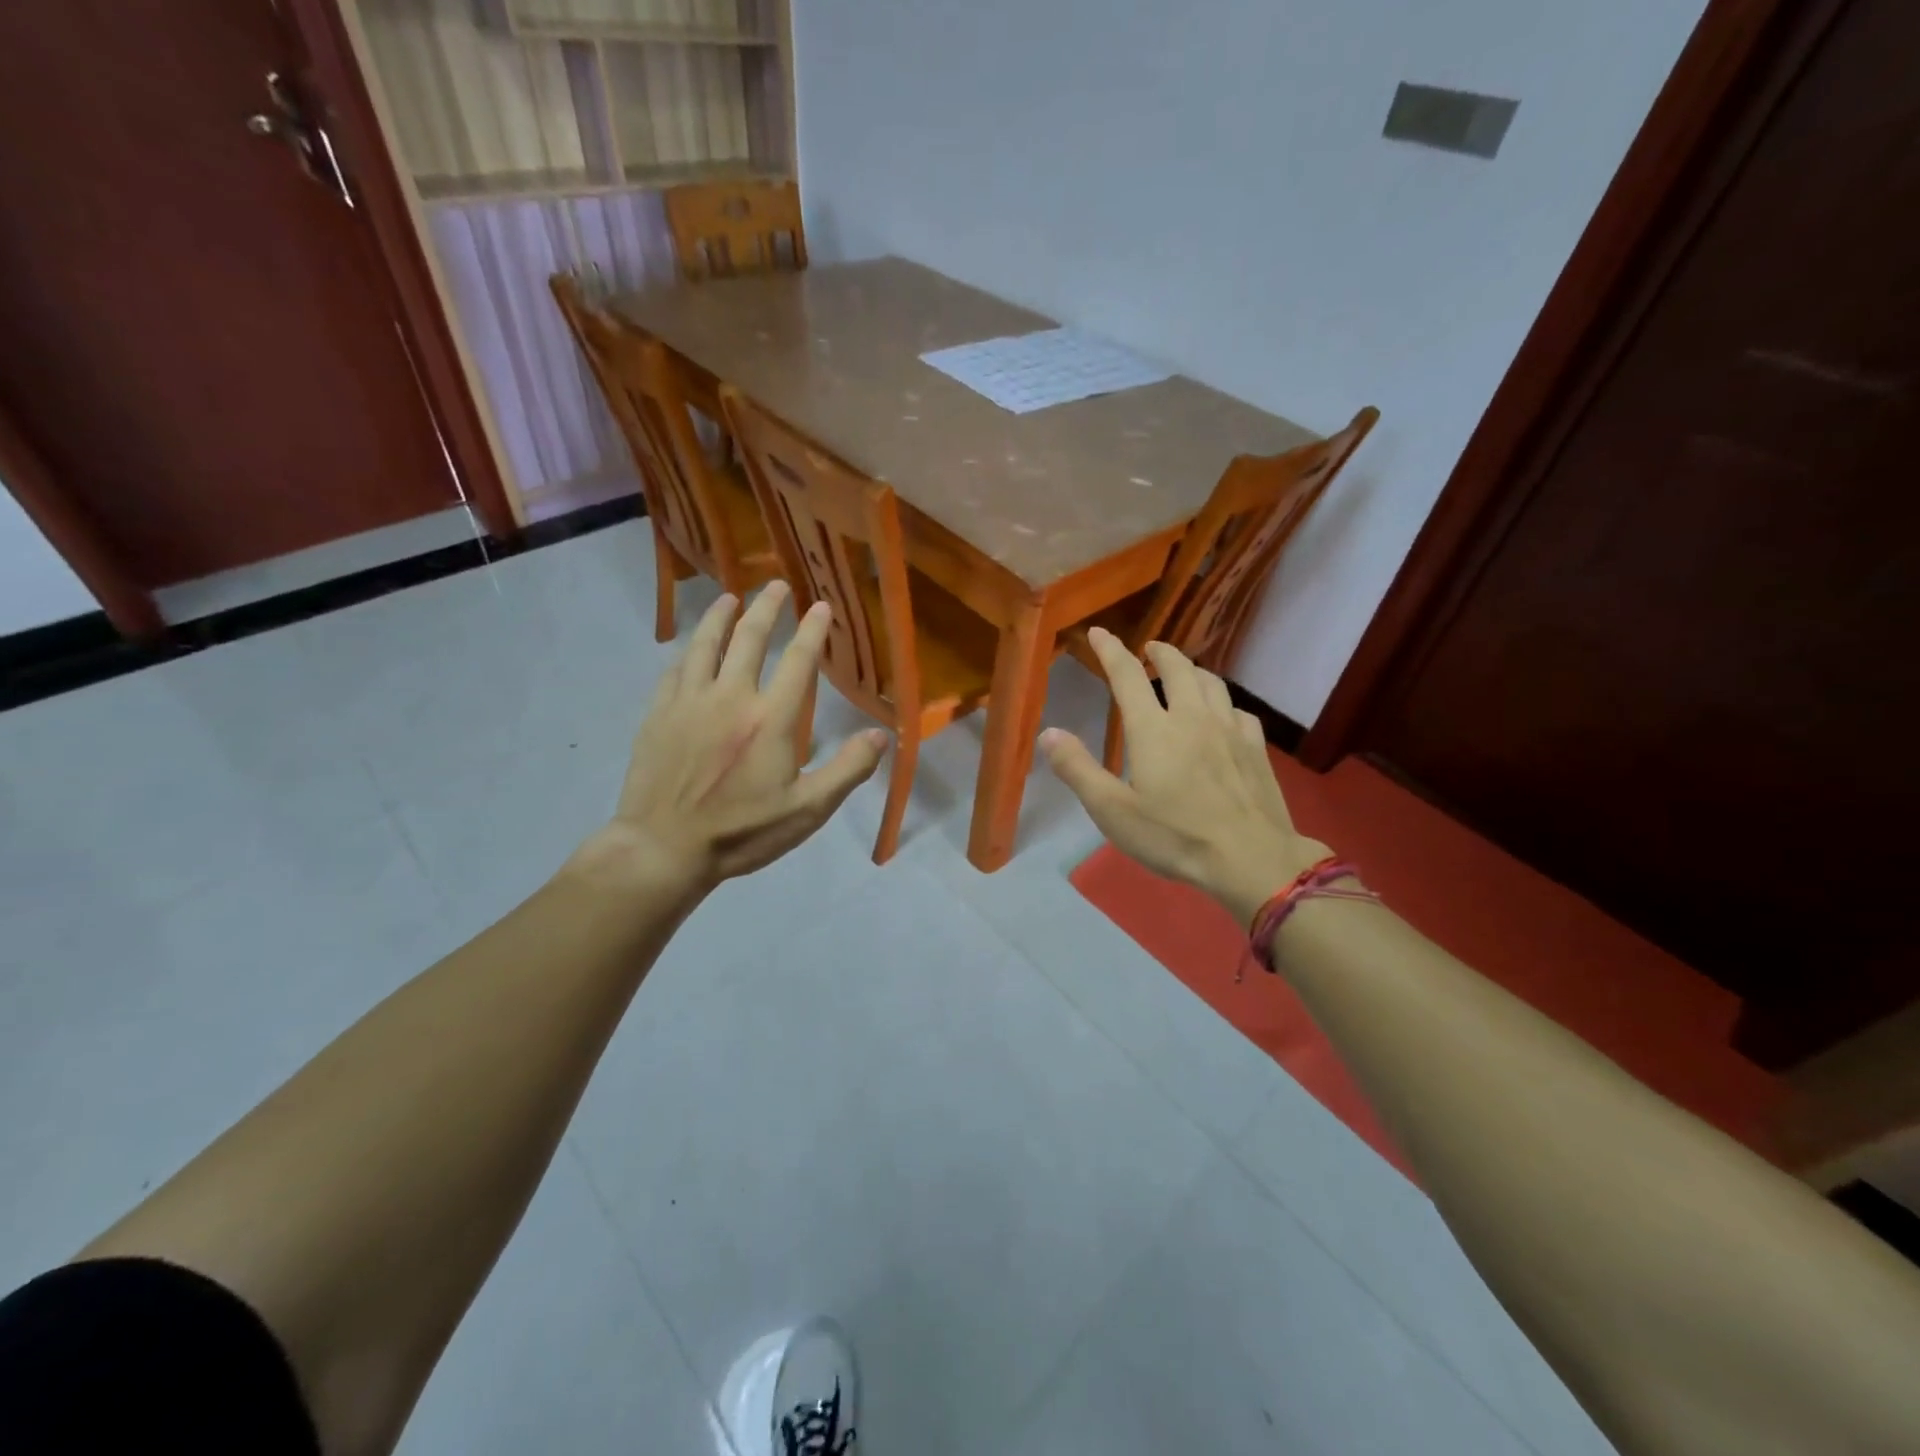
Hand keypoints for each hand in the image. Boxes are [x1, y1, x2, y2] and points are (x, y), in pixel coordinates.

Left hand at [576, 582, 887, 895]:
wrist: (663, 848)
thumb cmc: (742, 832)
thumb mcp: (807, 810)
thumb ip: (848, 770)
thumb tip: (881, 735)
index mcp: (770, 719)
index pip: (798, 661)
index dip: (813, 630)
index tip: (821, 606)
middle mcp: (730, 697)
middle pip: (749, 638)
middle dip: (767, 607)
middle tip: (777, 585)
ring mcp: (689, 702)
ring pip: (706, 644)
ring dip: (721, 616)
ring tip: (731, 598)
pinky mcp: (659, 714)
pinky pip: (675, 670)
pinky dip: (689, 651)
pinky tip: (692, 647)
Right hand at [1041, 629, 1328, 926]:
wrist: (1250, 858)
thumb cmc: (1174, 836)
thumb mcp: (1112, 810)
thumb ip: (1077, 769)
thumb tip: (1048, 733)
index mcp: (1153, 729)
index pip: (1127, 675)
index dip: (1111, 650)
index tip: (1099, 633)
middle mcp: (1192, 717)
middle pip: (1178, 668)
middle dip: (1159, 652)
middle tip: (1148, 649)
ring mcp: (1229, 729)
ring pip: (1211, 682)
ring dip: (1192, 670)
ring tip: (1183, 673)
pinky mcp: (1256, 748)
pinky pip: (1238, 710)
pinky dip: (1222, 703)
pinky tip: (1222, 715)